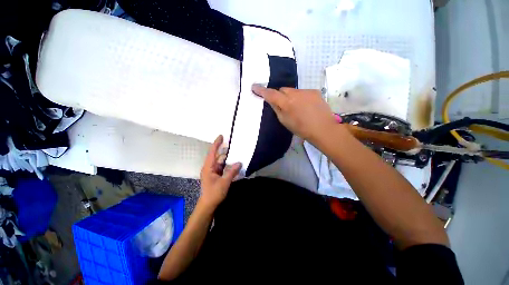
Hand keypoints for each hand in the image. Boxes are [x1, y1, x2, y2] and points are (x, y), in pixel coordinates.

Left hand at [199, 135, 240, 209]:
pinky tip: (235, 165)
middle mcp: (210, 167)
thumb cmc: (214, 193)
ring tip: (237, 155)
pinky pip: (222, 167)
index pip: (212, 152)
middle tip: (234, 146)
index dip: (216, 143)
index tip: (221, 136)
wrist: (208, 205)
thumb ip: (232, 171)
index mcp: (208, 167)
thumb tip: (239, 163)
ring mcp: (213, 172)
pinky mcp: (216, 176)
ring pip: (221, 162)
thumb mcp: (224, 182)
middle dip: (226, 152)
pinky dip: (228, 165)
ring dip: (228, 159)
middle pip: (218, 157)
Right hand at [252, 85, 336, 141]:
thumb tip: (271, 100)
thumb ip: (276, 108)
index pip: (271, 94)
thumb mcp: (284, 121)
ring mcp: (306, 91)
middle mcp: (296, 93)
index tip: (254, 87)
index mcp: (287, 103)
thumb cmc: (301, 129)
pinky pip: (302, 92)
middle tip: (282, 105)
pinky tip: (305, 106)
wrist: (323, 129)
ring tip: (296, 108)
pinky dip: (300, 97)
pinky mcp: (314, 91)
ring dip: (291, 97)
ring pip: (292, 91)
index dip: (261, 90)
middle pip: (282, 90)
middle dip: (280, 95)